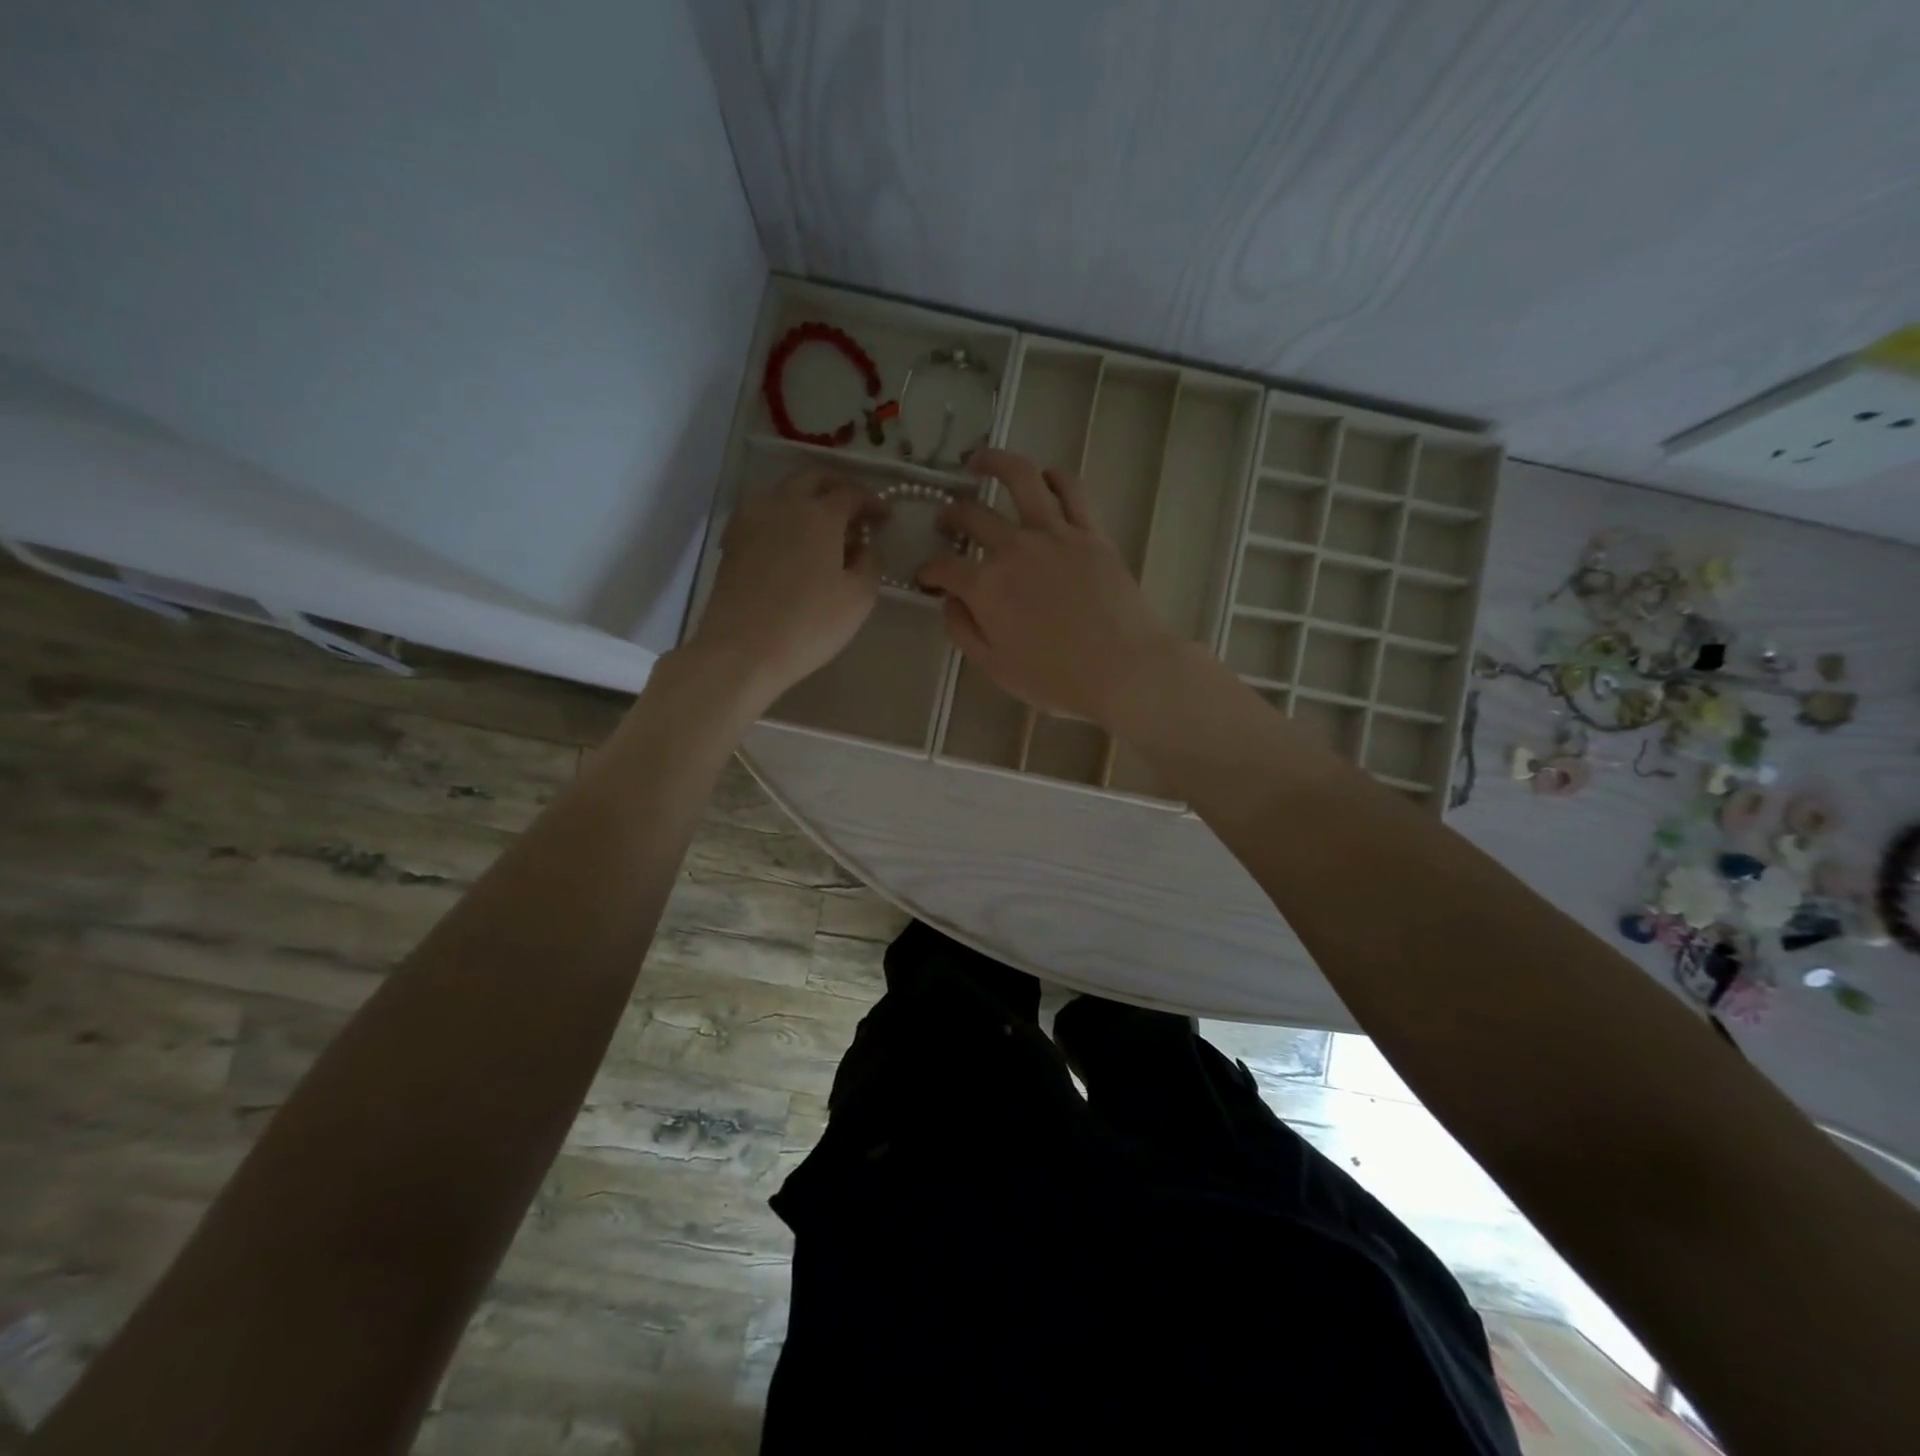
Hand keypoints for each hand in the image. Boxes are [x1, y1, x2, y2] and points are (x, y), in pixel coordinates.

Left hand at [688, 469, 886, 707]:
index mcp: (819, 514)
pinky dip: (783, 520)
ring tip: (822, 531)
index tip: (885, 516)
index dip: (871, 502)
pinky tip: (791, 546)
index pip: (850, 493)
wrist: (742, 650)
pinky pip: (763, 516)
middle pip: (811, 479)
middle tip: (853, 509)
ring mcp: (751, 520)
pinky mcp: (732, 542)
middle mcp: (782, 504)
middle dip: (836, 487)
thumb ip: (870, 563)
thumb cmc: (809, 624)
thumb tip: (865, 546)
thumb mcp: (859, 598)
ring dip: (807, 502)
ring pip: (783, 494)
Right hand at [919, 449, 1181, 725]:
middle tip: (946, 521)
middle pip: (973, 516)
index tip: (926, 578)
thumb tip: (950, 601)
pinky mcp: (1091, 532)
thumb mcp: (996, 668)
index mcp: (986, 587)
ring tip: (980, 462)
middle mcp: (1015, 549)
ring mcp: (1055, 534)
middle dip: (951, 516)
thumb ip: (964, 631)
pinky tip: (1044, 475)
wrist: (1126, 671)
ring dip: (995, 463)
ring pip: (1021, 480)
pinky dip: (1054, 476)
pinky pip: (1072, 490)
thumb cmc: (1057, 679)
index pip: (943, 567)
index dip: (928, 570)